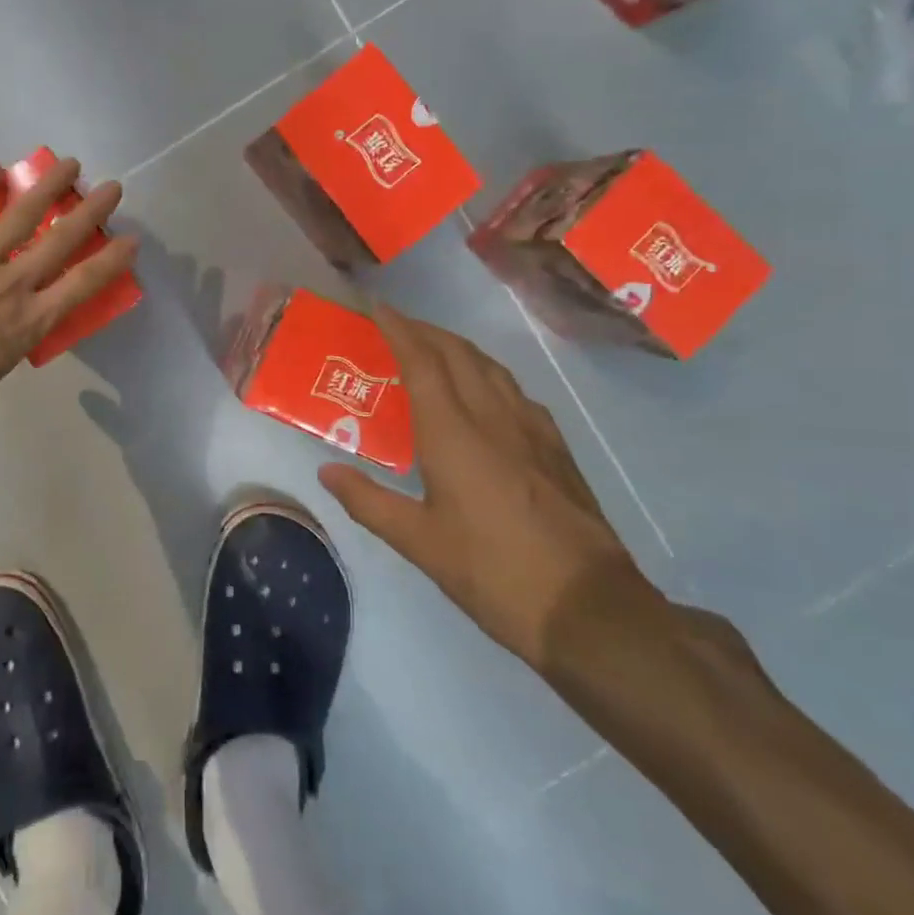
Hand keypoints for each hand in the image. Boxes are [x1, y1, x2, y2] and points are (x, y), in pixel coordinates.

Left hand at [0, 158, 136, 492]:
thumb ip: (6, 340)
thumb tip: (0, 327)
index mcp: (32, 322)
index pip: (84, 283)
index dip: (112, 259)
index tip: (131, 239)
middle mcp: (13, 285)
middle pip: (61, 240)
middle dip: (90, 211)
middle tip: (110, 187)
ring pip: (19, 216)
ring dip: (46, 187)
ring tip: (67, 165)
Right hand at [318, 304, 657, 671]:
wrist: (587, 607)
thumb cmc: (492, 572)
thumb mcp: (419, 543)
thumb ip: (368, 501)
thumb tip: (326, 472)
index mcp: (453, 433)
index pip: (421, 361)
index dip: (398, 329)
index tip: (376, 307)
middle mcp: (493, 417)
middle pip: (458, 353)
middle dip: (425, 330)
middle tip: (396, 325)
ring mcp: (531, 429)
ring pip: (490, 367)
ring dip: (457, 348)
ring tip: (434, 349)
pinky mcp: (556, 447)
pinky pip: (514, 391)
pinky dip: (487, 374)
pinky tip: (484, 394)